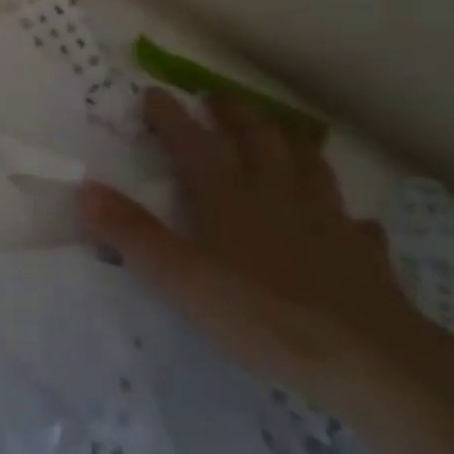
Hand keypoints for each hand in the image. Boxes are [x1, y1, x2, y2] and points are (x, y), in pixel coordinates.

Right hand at [81, 89, 436, 415]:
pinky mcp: (363, 256)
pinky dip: (345, 215)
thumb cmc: (262, 314)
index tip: (155, 93)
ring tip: (279, 132)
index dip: (171, 116)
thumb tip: (84, 189)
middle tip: (216, 99)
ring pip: (307, 165)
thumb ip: (132, 233)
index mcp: (228, 196)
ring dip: (289, 142)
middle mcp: (276, 194)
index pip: (193, 142)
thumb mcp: (181, 278)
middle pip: (257, 139)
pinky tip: (347, 221)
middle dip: (234, 114)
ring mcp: (325, 221)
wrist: (369, 359)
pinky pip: (355, 224)